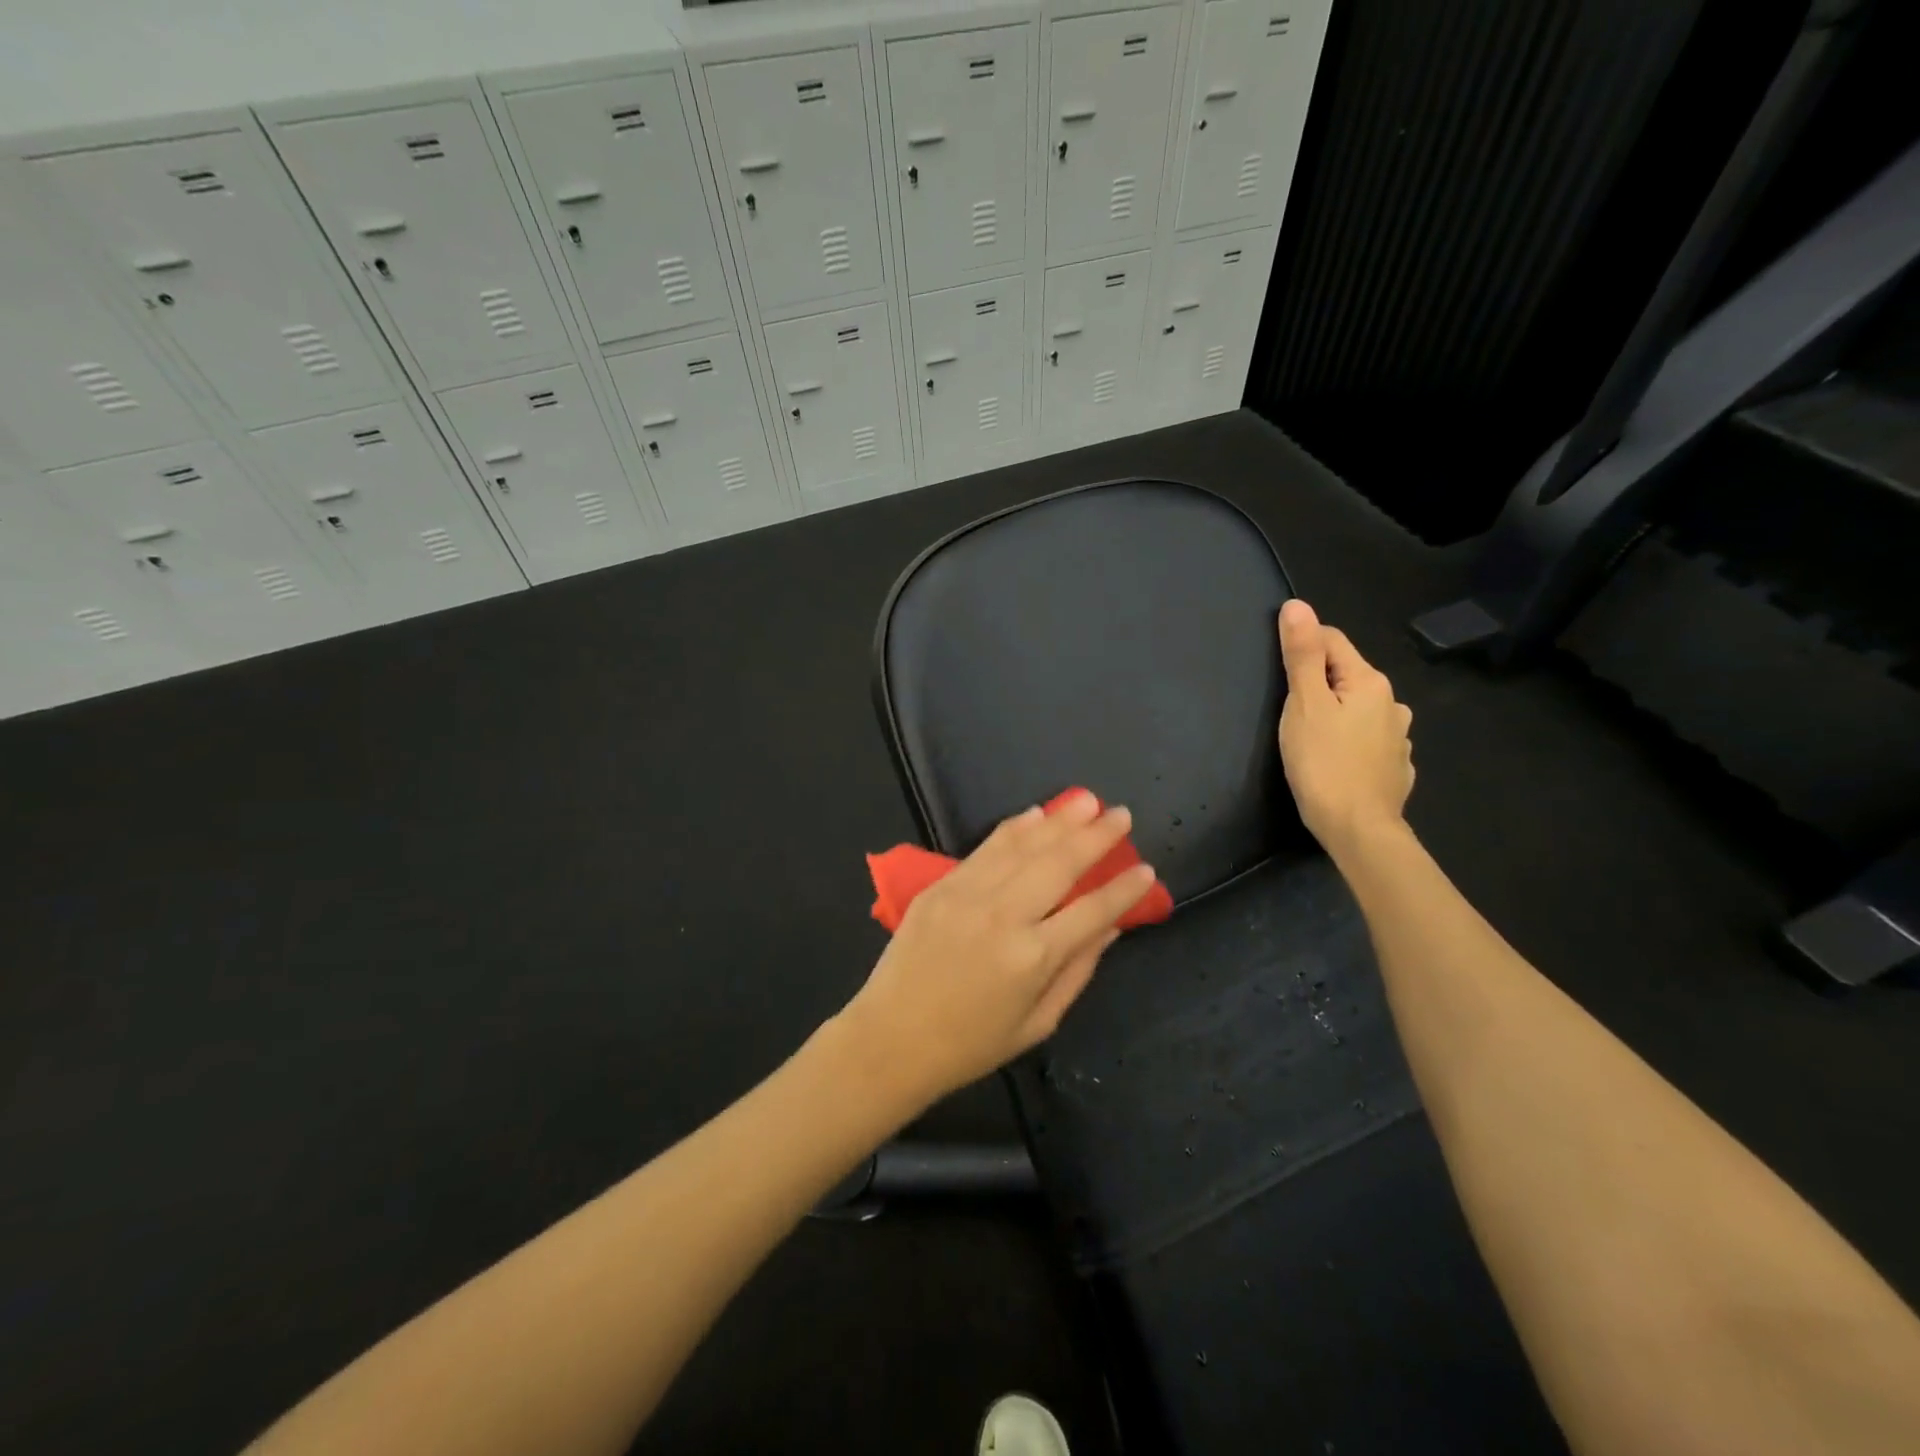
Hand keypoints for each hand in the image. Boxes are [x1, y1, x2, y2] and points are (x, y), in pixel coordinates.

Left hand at [837, 792, 1156, 1108]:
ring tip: (1088, 800)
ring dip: (1059, 820)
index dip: (1124, 890)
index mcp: (1033, 958)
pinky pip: (986, 849)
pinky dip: (1014, 828)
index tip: (1146, 869)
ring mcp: (968, 895)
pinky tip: (1037, 814)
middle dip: (1096, 837)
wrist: (891, 1039)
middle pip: (1060, 865)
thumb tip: (1110, 928)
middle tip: (1122, 815)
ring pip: (1023, 847)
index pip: (1092, 911)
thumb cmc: (971, 1045)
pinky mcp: (941, 886)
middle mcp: (1004, 917)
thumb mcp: (1037, 1024)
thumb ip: (1077, 971)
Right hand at [1277, 599, 1414, 854]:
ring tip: (1312, 738)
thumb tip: (1297, 606)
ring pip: (1359, 710)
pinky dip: (1351, 742)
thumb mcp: (1303, 705)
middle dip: (1319, 684)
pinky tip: (1337, 761)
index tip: (1279, 672)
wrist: (1358, 829)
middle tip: (1288, 711)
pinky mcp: (1396, 767)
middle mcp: (1392, 703)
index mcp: (1370, 682)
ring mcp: (1399, 737)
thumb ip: (1301, 655)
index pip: (1332, 641)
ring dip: (1338, 714)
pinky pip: (1369, 741)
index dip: (1302, 647)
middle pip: (1347, 676)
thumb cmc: (1323, 763)